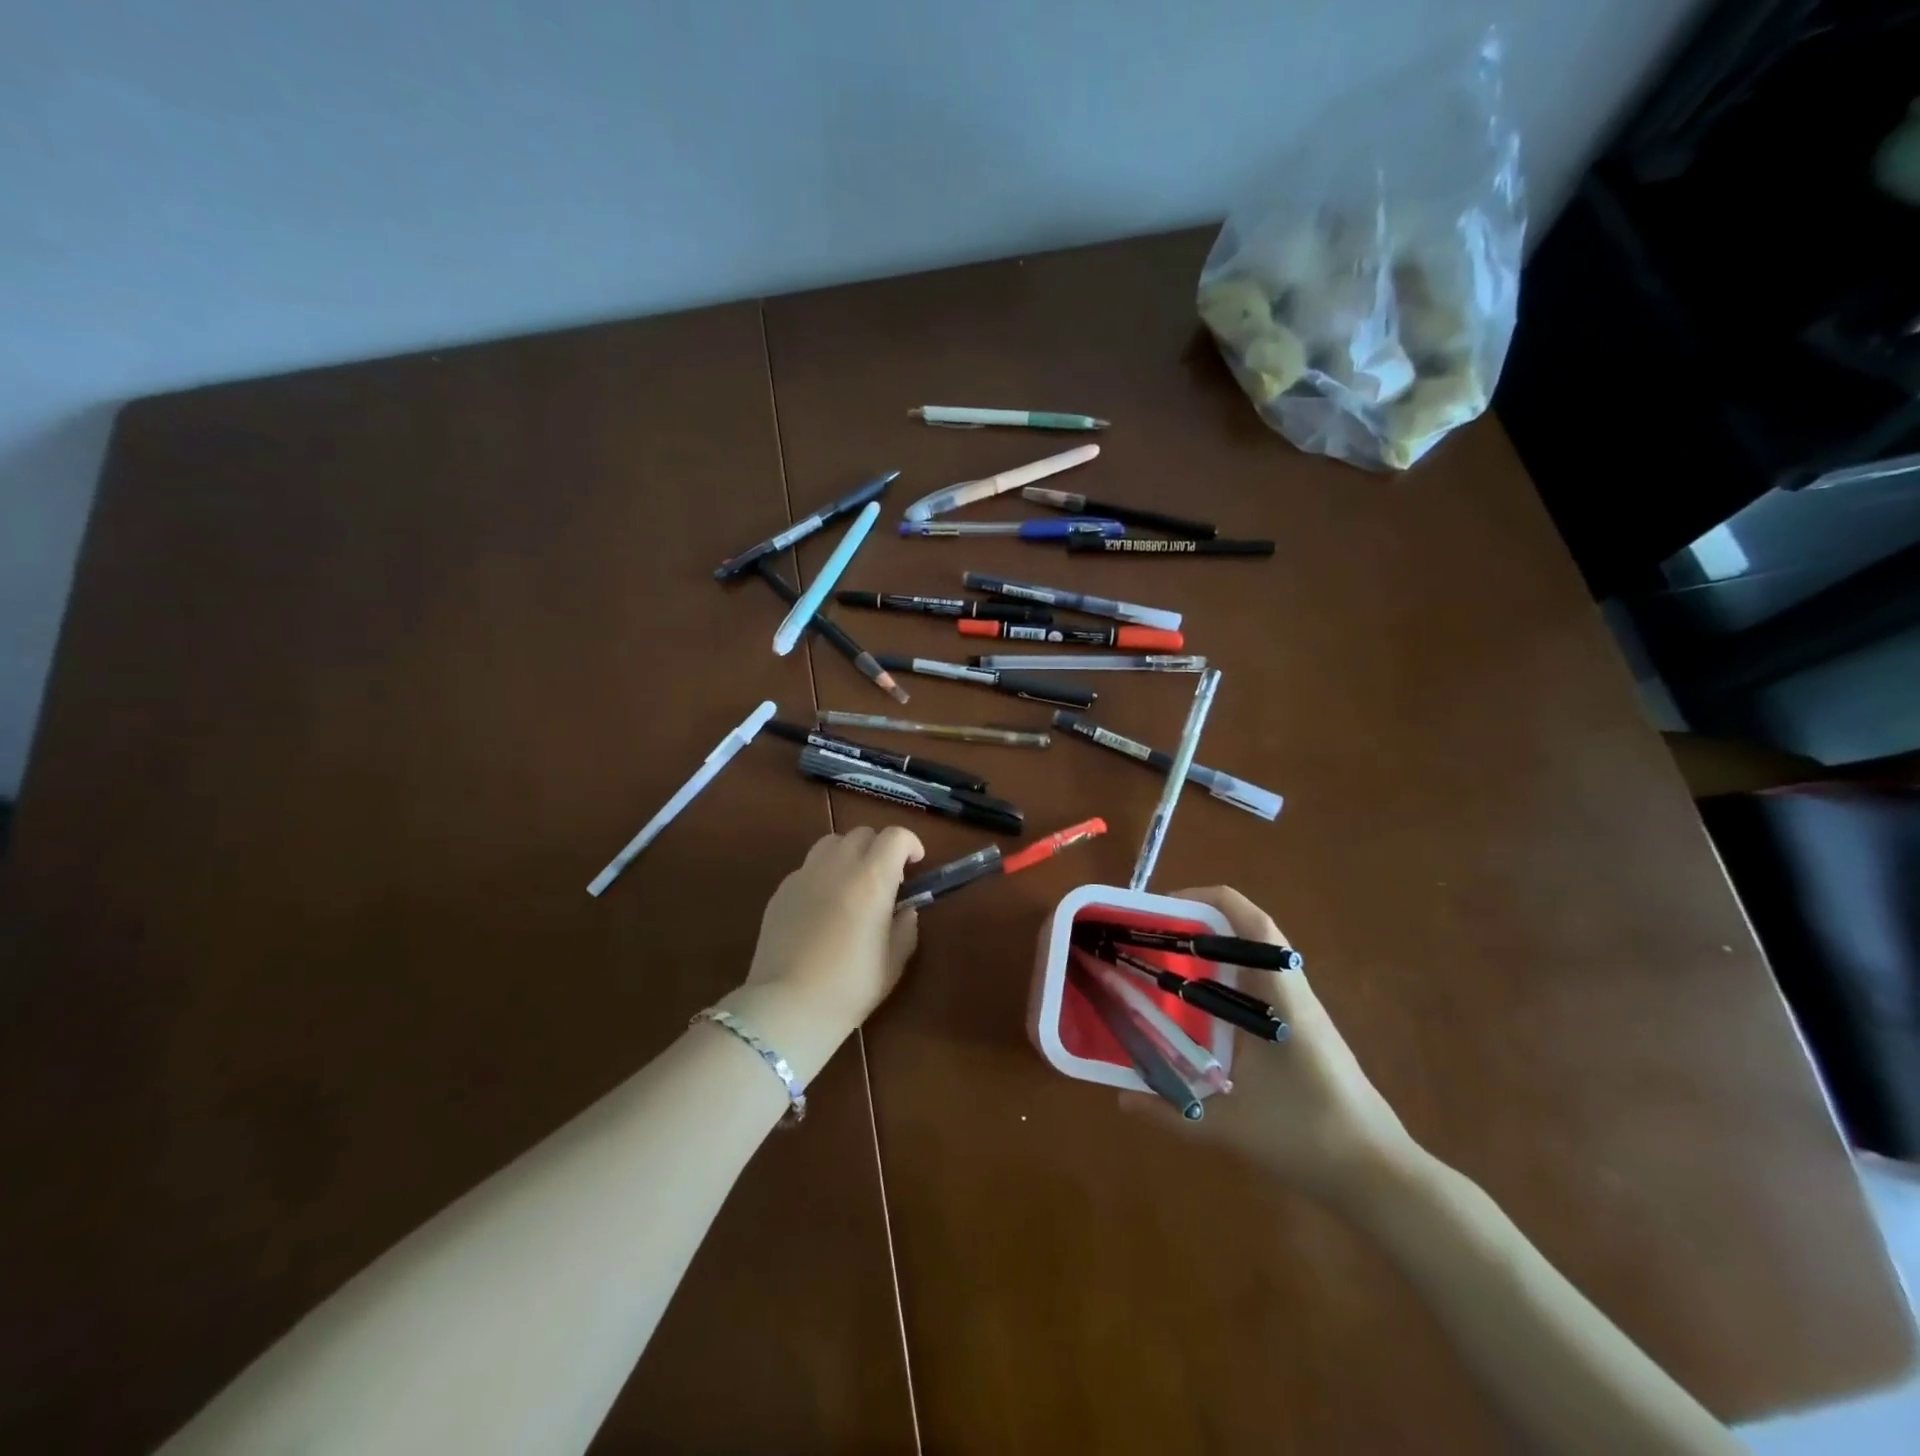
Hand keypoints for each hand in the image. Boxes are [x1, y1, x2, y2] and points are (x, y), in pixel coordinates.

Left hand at [720, 827, 923, 1083]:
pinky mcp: (781, 890)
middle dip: (880, 848)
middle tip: (886, 879)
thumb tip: (905, 910)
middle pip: (863, 834)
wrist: (788, 1006)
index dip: (910, 844)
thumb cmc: (850, 987)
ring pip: (832, 843)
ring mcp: (805, 875)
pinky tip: (823, 907)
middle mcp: (838, 866)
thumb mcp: (893, 962)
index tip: (916, 864)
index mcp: (872, 879)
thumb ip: (905, 928)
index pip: (895, 836)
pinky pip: (808, 867)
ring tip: (852, 884)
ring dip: (849, 854)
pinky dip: (823, 874)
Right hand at [1122, 886, 1419, 1206]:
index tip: (1161, 909)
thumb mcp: (1230, 1129)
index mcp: (1280, 996)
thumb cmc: (1307, 1138)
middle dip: (1197, 923)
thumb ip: (1170, 1114)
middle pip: (1246, 931)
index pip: (1251, 923)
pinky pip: (1257, 983)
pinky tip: (1195, 1006)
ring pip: (1252, 957)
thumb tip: (1120, 1100)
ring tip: (1163, 960)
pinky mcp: (1299, 1028)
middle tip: (1150, 935)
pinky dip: (1224, 977)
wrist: (1377, 1175)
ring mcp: (1298, 1009)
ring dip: (1211, 948)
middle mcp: (1290, 991)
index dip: (1207, 900)